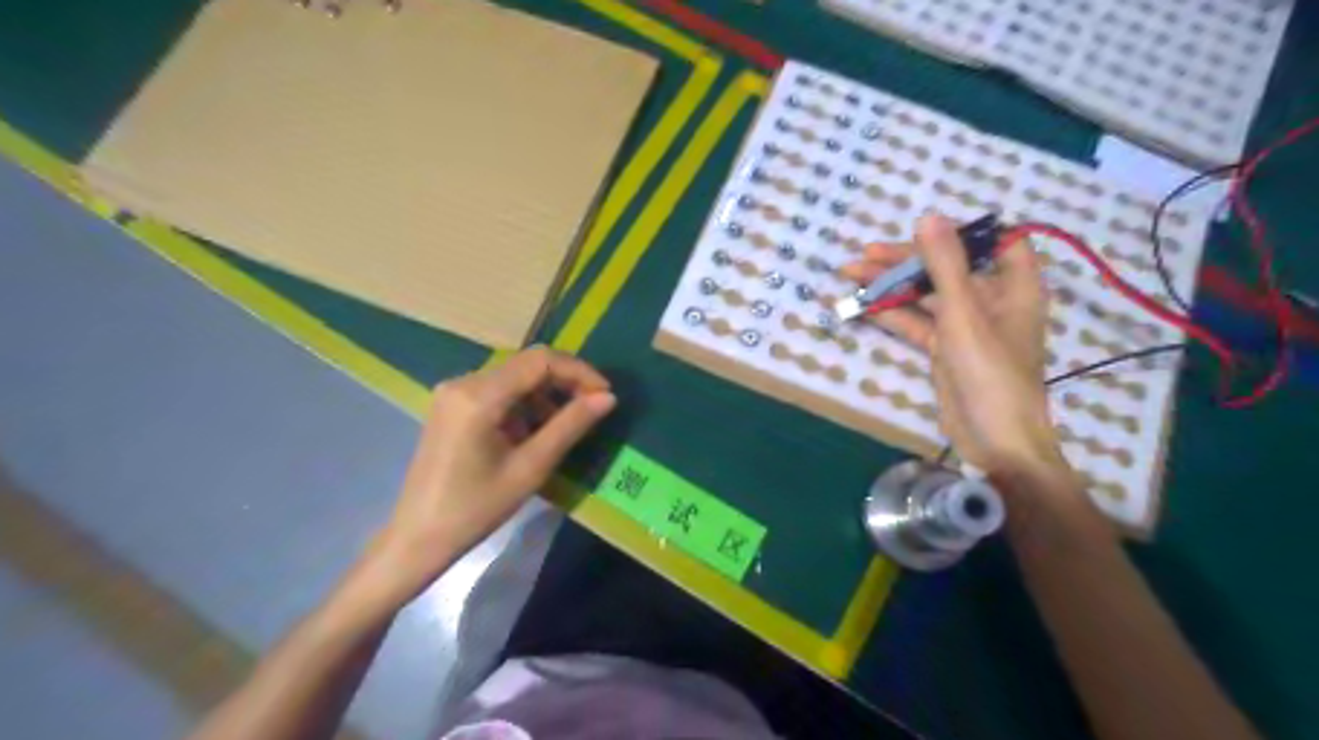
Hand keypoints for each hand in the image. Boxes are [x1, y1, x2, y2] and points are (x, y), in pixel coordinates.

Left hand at [372, 348, 617, 594]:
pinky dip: (524, 404)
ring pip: (514, 376)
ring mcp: (454, 391)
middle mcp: (463, 381)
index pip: (539, 361)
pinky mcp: (452, 404)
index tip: (605, 394)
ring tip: (565, 426)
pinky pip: (498, 390)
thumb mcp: (531, 467)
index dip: (578, 371)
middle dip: (564, 381)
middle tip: (593, 407)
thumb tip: (608, 398)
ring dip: (545, 394)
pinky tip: (534, 432)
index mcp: (479, 395)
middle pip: (526, 364)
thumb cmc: (476, 508)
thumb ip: (570, 426)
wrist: (419, 537)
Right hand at [846, 214, 1070, 479]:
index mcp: (1014, 286)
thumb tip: (928, 217)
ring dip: (892, 287)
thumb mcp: (963, 314)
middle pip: (948, 268)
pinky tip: (863, 305)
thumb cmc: (990, 372)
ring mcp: (966, 326)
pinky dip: (892, 314)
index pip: (998, 241)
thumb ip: (944, 265)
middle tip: (865, 255)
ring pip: (926, 296)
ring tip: (851, 274)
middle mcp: (992, 301)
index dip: (963, 232)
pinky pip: (917, 322)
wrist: (993, 440)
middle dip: (906, 260)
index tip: (924, 230)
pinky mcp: (946, 348)